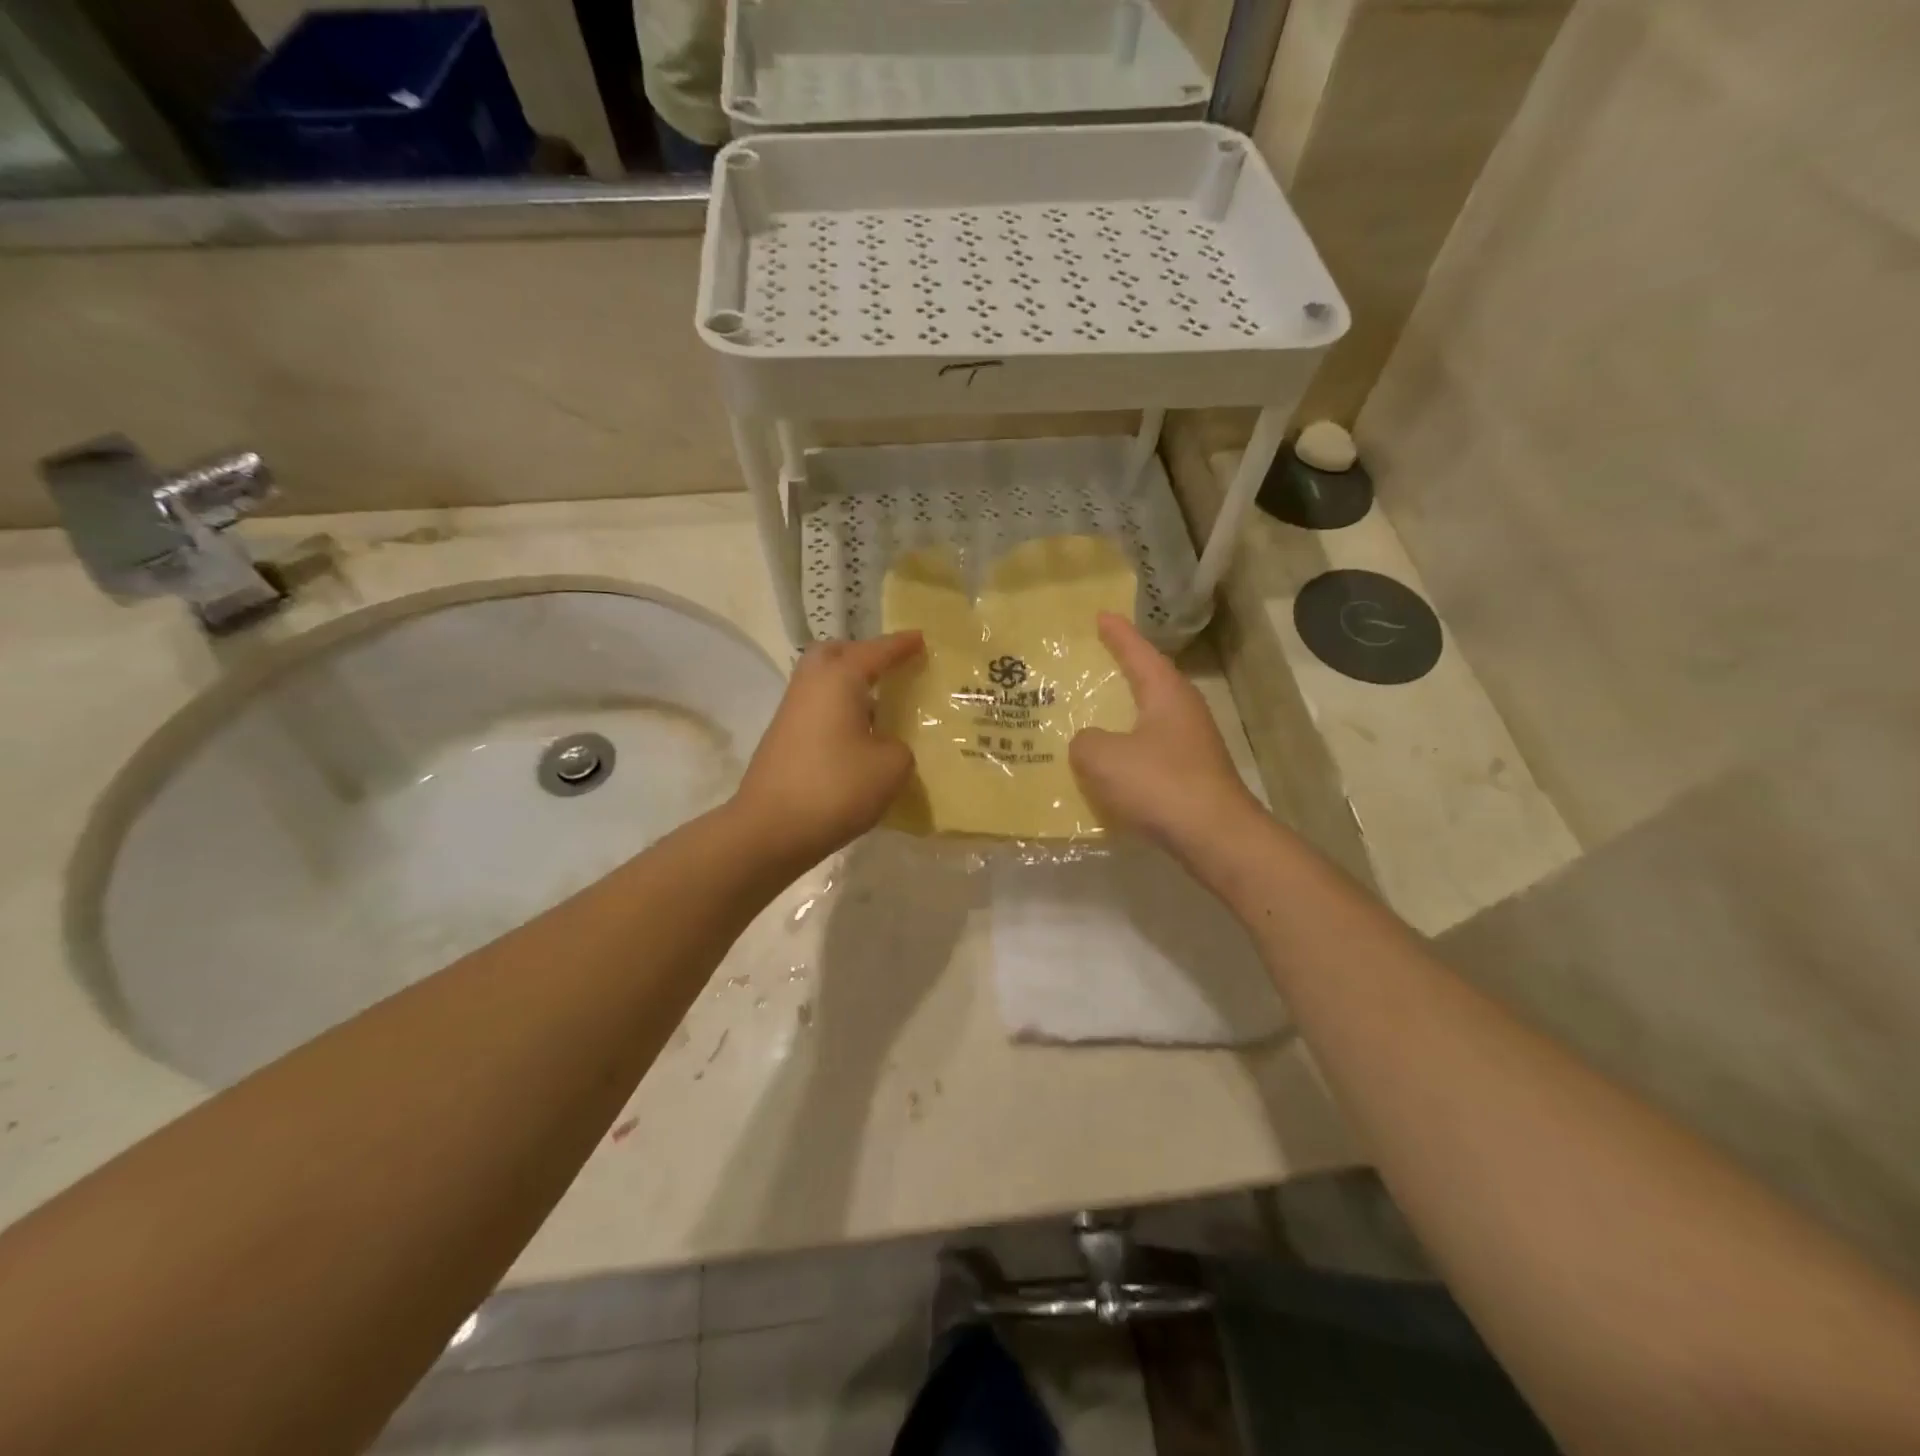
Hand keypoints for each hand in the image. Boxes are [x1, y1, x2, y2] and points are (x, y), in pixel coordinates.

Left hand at [732, 632, 924, 866]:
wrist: (770, 829)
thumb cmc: (836, 787)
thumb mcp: (891, 766)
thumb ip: (900, 746)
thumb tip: (885, 745)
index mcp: (838, 679)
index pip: (876, 651)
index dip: (901, 645)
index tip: (921, 639)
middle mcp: (810, 685)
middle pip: (835, 654)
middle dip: (863, 655)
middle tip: (890, 668)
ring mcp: (791, 712)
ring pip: (822, 682)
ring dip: (849, 686)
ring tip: (880, 705)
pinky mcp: (783, 739)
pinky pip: (817, 709)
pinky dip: (838, 711)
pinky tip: (859, 737)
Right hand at [1070, 613, 1261, 854]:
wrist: (1214, 836)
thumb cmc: (1159, 784)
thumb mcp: (1103, 757)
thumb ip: (1085, 742)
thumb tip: (1087, 743)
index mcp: (1166, 693)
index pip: (1139, 652)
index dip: (1118, 634)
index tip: (1101, 616)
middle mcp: (1183, 711)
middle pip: (1149, 680)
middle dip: (1123, 669)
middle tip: (1095, 659)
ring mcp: (1192, 744)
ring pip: (1150, 718)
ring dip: (1124, 714)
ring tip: (1094, 712)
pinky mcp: (1191, 775)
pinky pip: (1151, 751)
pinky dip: (1129, 750)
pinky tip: (1110, 765)